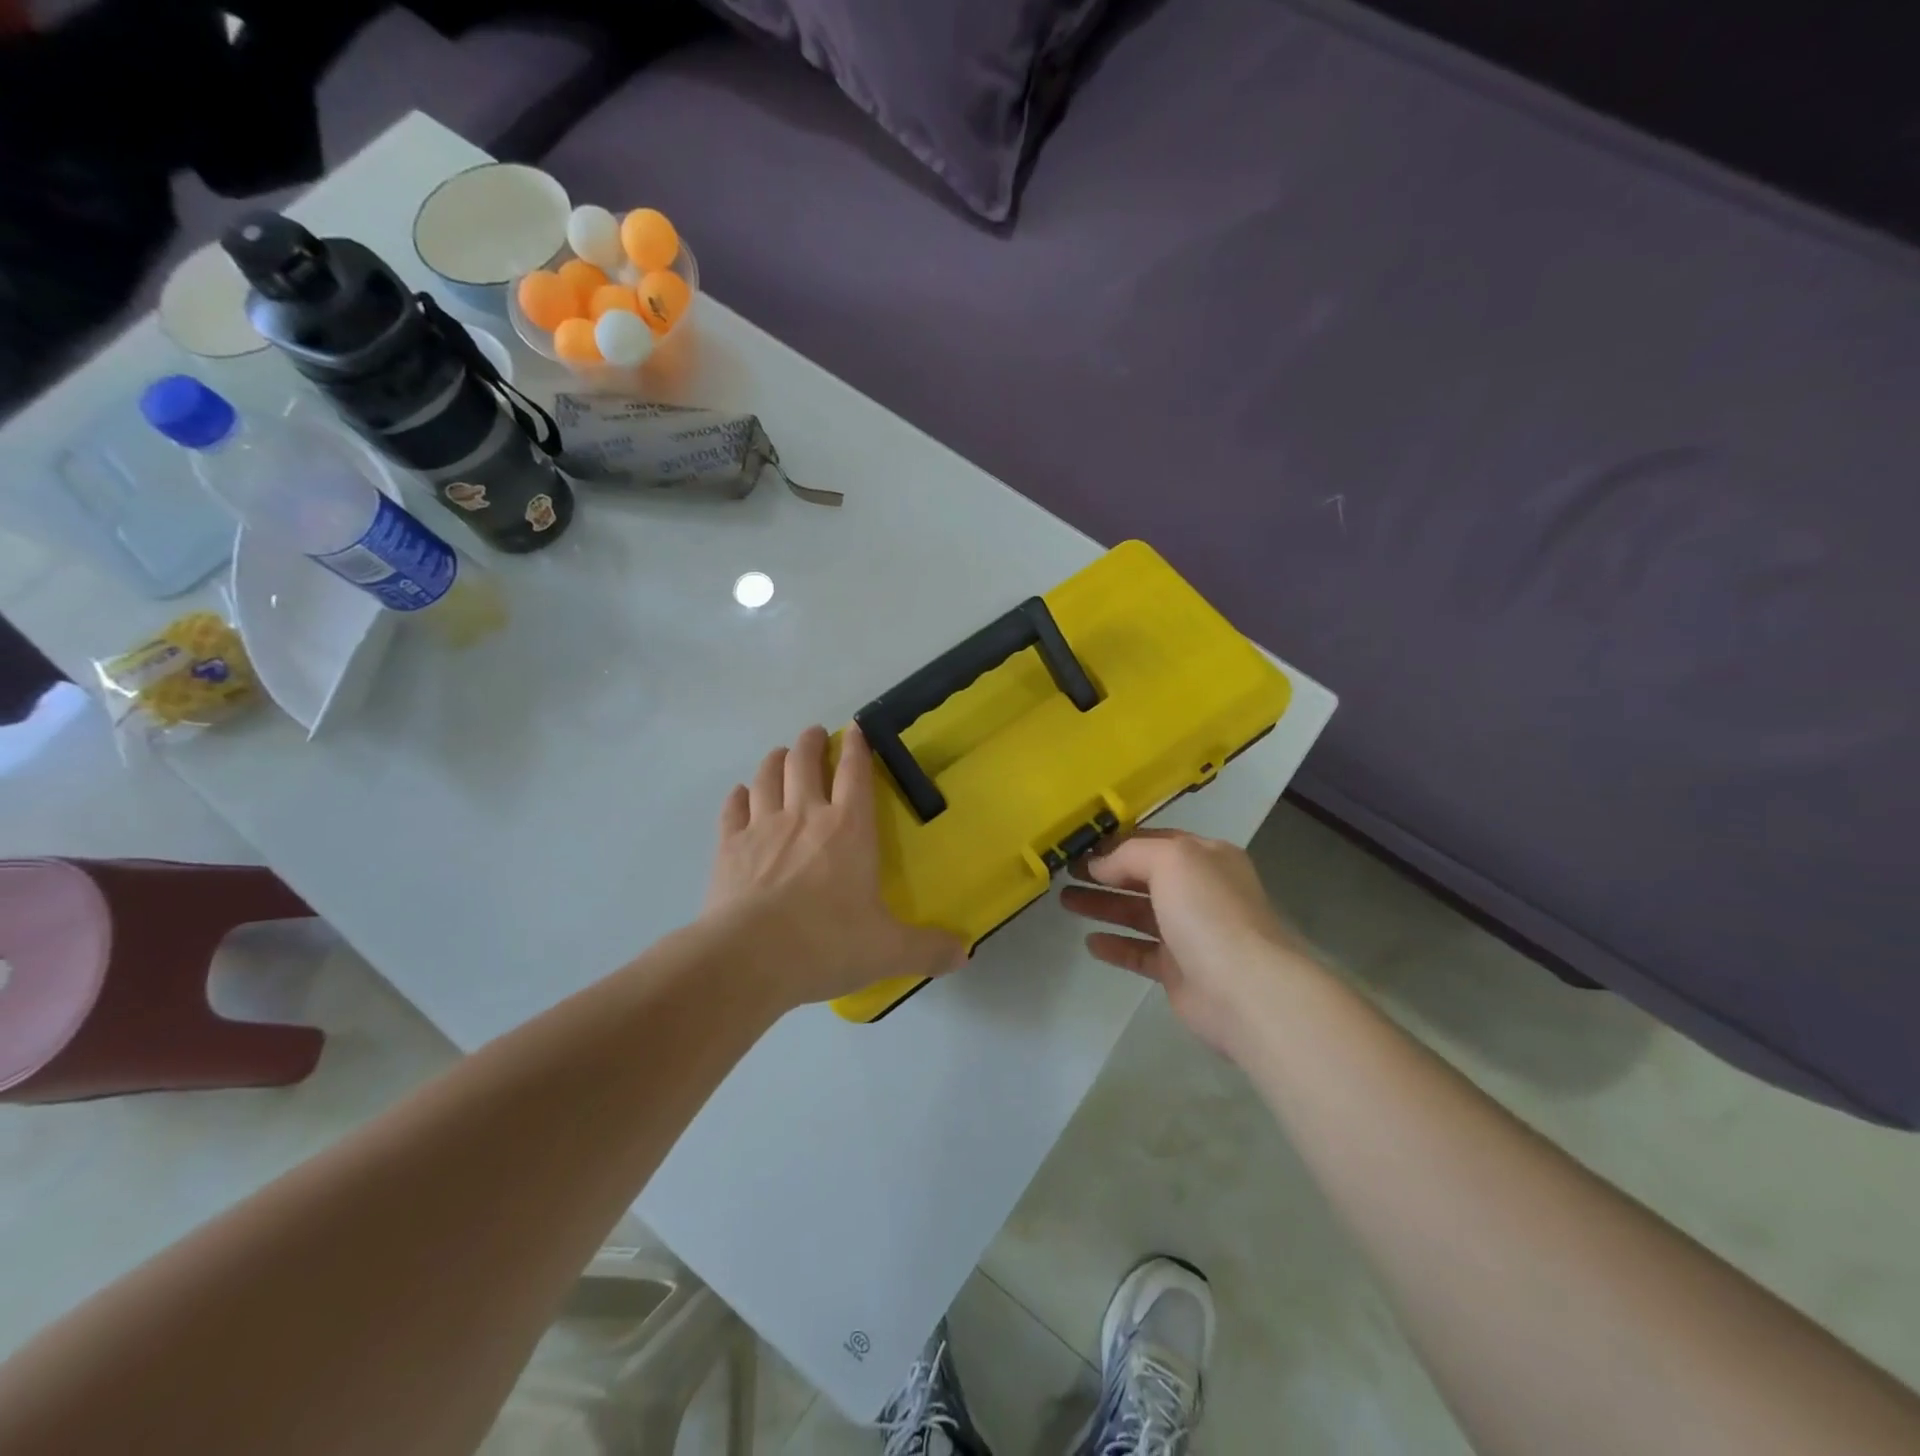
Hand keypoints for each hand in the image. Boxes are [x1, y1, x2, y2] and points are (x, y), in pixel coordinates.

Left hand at [707, 725, 965, 1009]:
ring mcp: (762, 827)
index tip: (856, 728)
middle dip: (811, 742)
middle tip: (815, 736)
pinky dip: (739, 795)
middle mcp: (805, 815)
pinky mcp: (729, 846)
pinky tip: (741, 793)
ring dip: (775, 760)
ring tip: (780, 755)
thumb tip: (965, 955)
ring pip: (767, 776)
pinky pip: (733, 808)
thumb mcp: (887, 950)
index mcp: (849, 828)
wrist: (749, 958)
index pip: (855, 772)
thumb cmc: (826, 943)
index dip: (857, 745)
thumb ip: (927, 949)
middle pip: (804, 761)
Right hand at [1061, 829, 1315, 1057]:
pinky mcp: (1179, 970)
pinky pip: (1140, 951)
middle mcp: (1200, 890)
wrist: (1246, 989)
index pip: (1154, 840)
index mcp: (1206, 857)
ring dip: (1104, 905)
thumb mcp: (1171, 860)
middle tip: (1065, 873)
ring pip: (1138, 912)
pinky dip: (1116, 945)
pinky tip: (1090, 942)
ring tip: (1066, 901)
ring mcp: (1190, 932)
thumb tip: (1098, 865)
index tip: (1080, 846)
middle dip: (1104, 873)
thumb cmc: (1209, 912)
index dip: (1117, 843)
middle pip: (1143, 876)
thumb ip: (1130, 854)